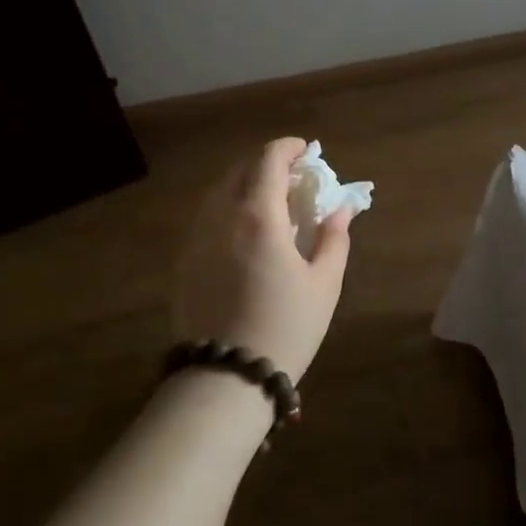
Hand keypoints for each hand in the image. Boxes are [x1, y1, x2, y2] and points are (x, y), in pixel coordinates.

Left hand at [172, 138, 352, 383]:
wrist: (227, 377)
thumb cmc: (286, 327)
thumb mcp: (324, 284)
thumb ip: (334, 238)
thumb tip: (341, 209)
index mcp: (259, 216)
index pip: (268, 160)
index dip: (289, 147)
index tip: (306, 151)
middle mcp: (221, 217)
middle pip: (240, 169)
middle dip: (266, 163)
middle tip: (291, 177)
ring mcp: (197, 238)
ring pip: (218, 192)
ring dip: (244, 184)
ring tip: (268, 202)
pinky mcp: (184, 260)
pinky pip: (206, 217)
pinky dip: (227, 209)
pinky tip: (243, 232)